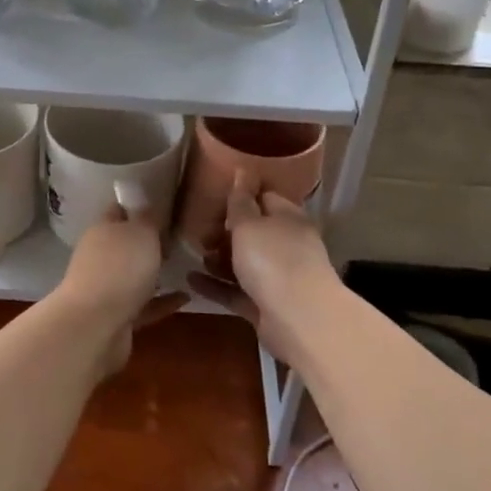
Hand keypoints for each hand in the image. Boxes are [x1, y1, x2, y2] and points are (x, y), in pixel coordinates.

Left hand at [55, 206, 185, 376]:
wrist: (96, 326)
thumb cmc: (120, 269)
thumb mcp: (142, 232)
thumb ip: (148, 218)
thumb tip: (147, 206)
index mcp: (102, 230)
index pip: (119, 210)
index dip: (138, 206)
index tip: (165, 205)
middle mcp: (100, 256)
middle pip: (126, 245)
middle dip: (149, 243)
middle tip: (180, 239)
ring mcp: (106, 289)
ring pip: (134, 276)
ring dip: (155, 274)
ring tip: (185, 268)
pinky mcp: (116, 318)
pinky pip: (144, 306)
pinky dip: (162, 302)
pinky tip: (185, 298)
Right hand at [187, 172, 337, 359]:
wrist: (299, 319)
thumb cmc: (273, 260)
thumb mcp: (249, 224)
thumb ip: (241, 201)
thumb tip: (243, 172)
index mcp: (288, 218)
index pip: (265, 198)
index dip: (241, 197)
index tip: (214, 199)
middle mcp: (286, 245)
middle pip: (253, 232)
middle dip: (225, 231)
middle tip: (199, 231)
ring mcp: (277, 277)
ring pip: (244, 263)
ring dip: (219, 259)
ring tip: (195, 254)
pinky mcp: (265, 305)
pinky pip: (236, 290)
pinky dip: (216, 285)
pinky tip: (190, 280)